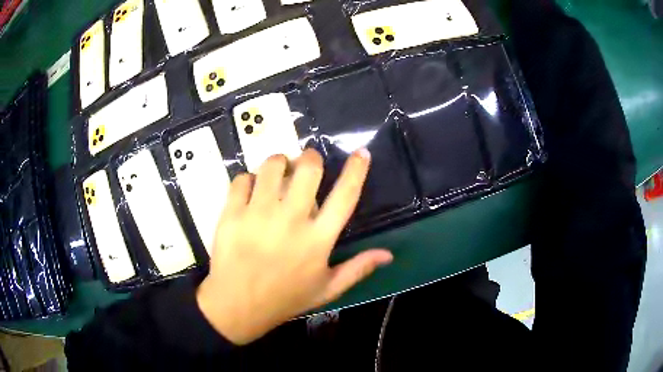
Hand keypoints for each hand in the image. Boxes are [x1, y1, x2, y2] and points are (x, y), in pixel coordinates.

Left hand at [196, 148, 392, 344]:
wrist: (237, 306)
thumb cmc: (285, 298)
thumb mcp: (327, 289)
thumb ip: (358, 269)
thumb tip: (388, 254)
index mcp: (318, 239)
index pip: (345, 196)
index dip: (357, 170)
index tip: (362, 152)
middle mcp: (291, 220)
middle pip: (308, 169)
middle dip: (310, 157)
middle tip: (307, 162)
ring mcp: (258, 214)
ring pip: (272, 166)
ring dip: (279, 162)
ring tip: (278, 171)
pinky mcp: (232, 213)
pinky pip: (242, 179)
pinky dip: (249, 178)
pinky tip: (250, 189)